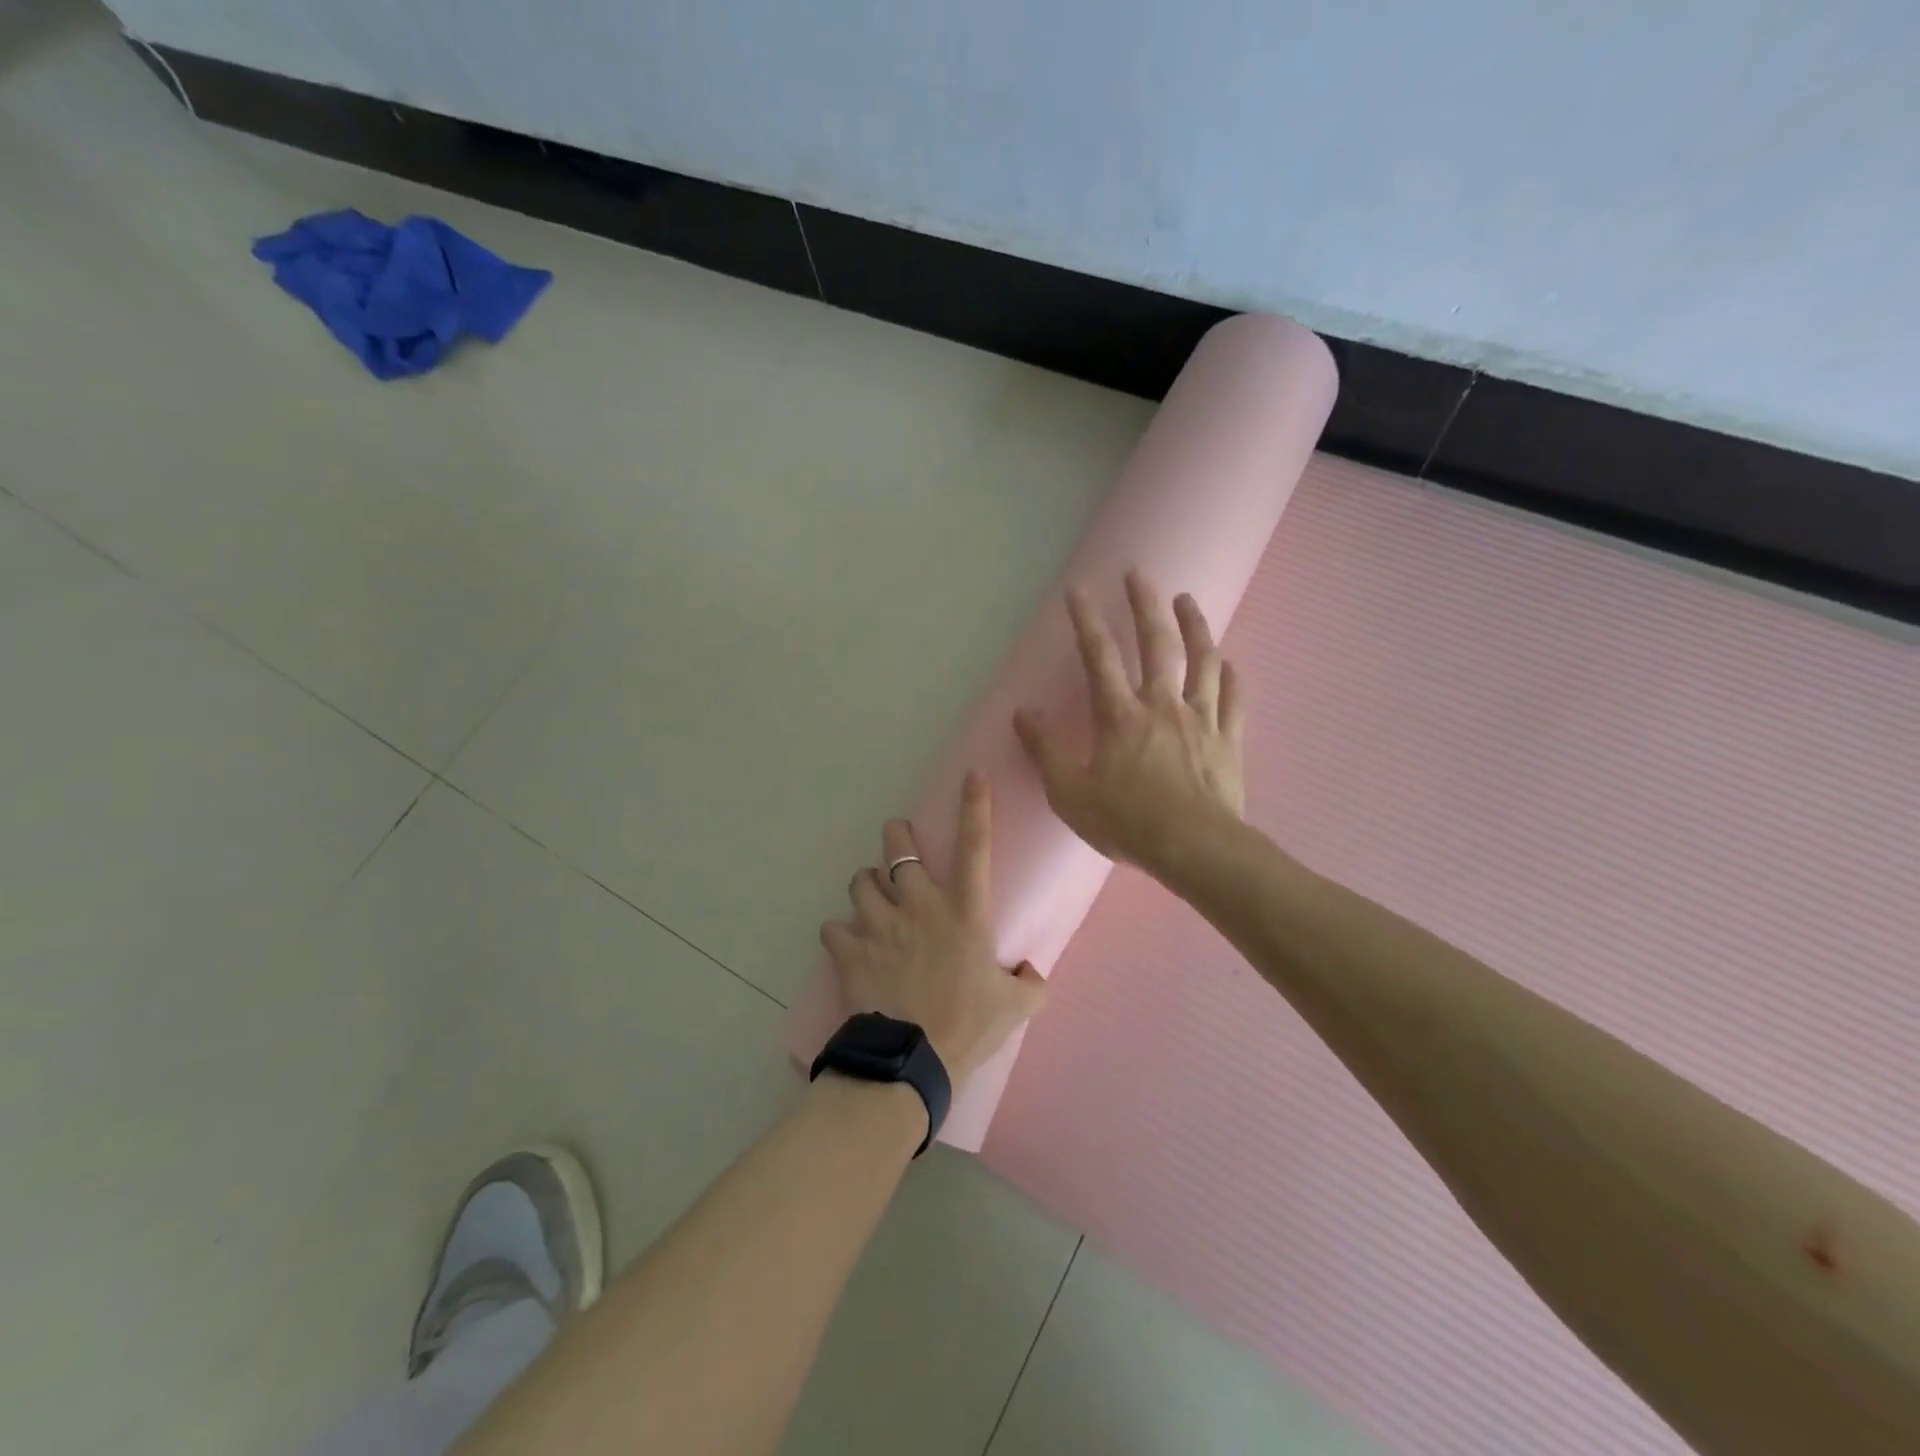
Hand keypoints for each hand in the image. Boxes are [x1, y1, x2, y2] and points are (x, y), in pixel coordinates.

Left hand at [820, 773, 1046, 1086]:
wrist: (911, 1061)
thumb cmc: (967, 1027)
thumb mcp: (1015, 1007)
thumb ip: (1029, 982)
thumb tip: (1031, 972)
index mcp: (965, 912)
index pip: (975, 847)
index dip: (975, 806)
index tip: (973, 776)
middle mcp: (920, 906)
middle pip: (898, 848)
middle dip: (896, 836)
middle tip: (898, 839)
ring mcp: (880, 924)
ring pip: (861, 881)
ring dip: (867, 886)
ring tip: (872, 900)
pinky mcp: (849, 949)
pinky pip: (833, 926)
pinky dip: (840, 933)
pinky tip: (848, 945)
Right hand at [1014, 570, 1245, 878]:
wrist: (1195, 849)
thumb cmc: (1127, 823)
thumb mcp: (1069, 794)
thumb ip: (1045, 751)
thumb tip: (1023, 714)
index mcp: (1121, 716)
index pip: (1099, 657)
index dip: (1086, 620)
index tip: (1078, 588)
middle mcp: (1163, 706)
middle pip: (1157, 644)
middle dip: (1145, 605)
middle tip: (1140, 574)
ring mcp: (1201, 720)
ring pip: (1203, 661)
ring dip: (1195, 627)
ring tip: (1187, 601)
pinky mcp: (1228, 741)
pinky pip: (1233, 700)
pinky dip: (1231, 677)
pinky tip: (1230, 663)